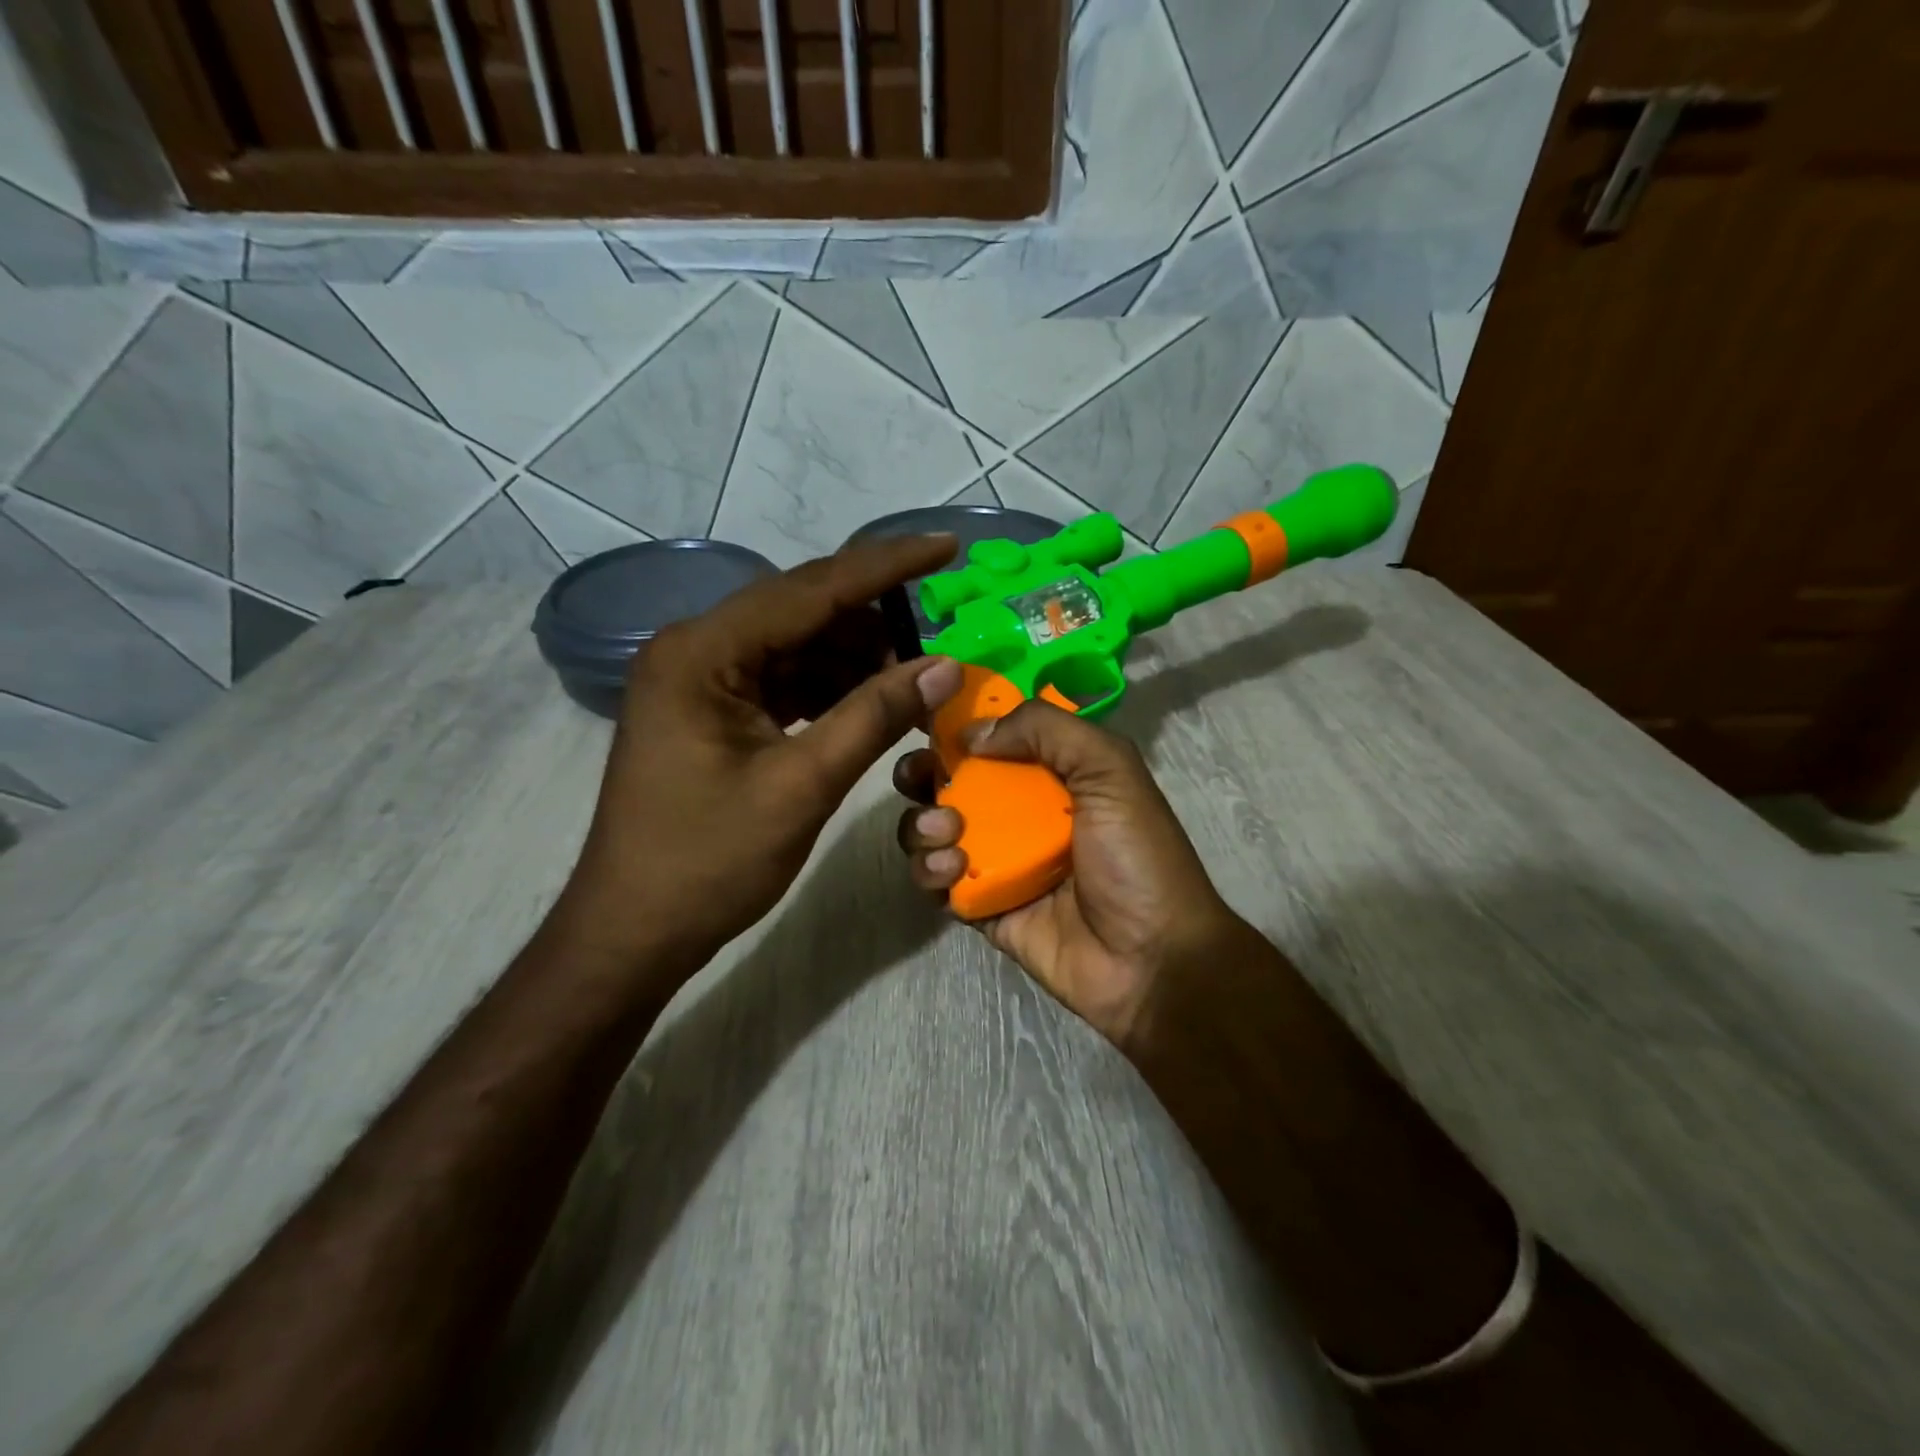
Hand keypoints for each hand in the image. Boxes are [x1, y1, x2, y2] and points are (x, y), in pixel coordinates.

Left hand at [555, 536, 964, 980]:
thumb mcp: (801, 786)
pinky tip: (872, 703)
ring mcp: (702, 680)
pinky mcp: (713, 710)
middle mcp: (696, 649)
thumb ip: (874, 716)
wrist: (635, 929)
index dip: (886, 566)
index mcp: (702, 652)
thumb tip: (944, 665)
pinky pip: (784, 679)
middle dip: (874, 621)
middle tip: (939, 637)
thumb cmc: (708, 861)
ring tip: (915, 679)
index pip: (810, 589)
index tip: (946, 545)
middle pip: (802, 611)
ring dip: (857, 658)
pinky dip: (831, 687)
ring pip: (797, 645)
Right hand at [893, 701, 1247, 1048]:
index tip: (928, 720)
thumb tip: (973, 732)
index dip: (958, 725)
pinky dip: (929, 871)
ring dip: (923, 824)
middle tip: (919, 775)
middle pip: (952, 782)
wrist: (1151, 961)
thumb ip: (1048, 730)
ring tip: (947, 832)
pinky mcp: (981, 908)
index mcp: (1054, 775)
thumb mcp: (1111, 771)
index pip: (995, 737)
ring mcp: (998, 862)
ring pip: (934, 831)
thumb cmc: (1137, 857)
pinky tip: (950, 871)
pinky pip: (937, 883)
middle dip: (924, 773)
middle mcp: (1021, 813)